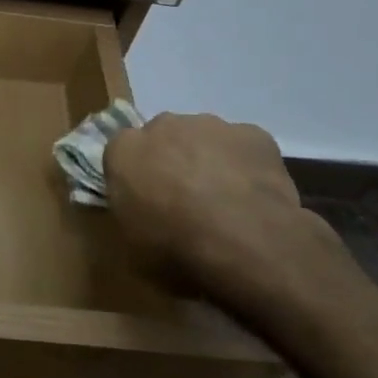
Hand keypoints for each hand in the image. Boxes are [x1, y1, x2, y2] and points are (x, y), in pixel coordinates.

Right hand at [105, 113, 354, 328]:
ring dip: (208, 161)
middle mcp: (163, 126)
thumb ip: (128, 217)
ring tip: (227, 205)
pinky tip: (257, 199)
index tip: (145, 204)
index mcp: (124, 150)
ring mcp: (211, 126)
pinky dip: (246, 167)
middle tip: (185, 203)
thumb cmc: (176, 251)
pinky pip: (244, 148)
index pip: (120, 154)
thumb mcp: (131, 249)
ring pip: (204, 138)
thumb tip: (138, 214)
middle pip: (163, 138)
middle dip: (170, 161)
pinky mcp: (254, 134)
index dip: (134, 178)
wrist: (248, 246)